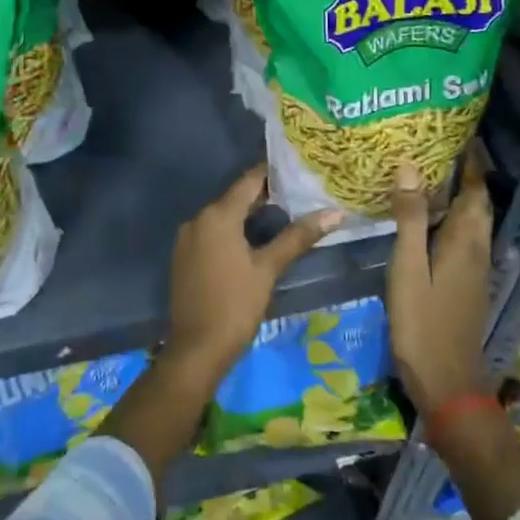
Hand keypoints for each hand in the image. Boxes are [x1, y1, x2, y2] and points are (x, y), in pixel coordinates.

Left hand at [164, 166, 341, 379]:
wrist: (196, 351)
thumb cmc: (235, 306)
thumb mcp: (268, 269)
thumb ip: (298, 237)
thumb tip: (334, 213)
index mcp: (217, 216)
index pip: (249, 181)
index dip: (273, 173)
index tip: (298, 169)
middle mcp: (198, 219)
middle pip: (235, 198)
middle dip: (265, 195)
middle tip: (299, 193)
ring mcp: (187, 239)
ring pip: (224, 216)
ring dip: (249, 215)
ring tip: (284, 215)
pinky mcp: (184, 257)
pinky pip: (212, 233)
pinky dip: (233, 231)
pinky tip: (255, 241)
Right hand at [386, 143, 492, 414]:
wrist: (448, 383)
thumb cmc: (422, 323)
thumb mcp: (408, 268)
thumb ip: (409, 218)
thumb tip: (410, 167)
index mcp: (465, 240)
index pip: (474, 190)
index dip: (471, 162)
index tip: (461, 134)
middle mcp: (477, 249)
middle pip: (478, 203)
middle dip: (467, 174)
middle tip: (441, 149)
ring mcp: (476, 269)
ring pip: (473, 221)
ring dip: (461, 196)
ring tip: (433, 176)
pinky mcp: (469, 285)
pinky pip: (466, 238)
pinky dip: (454, 219)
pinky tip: (430, 222)